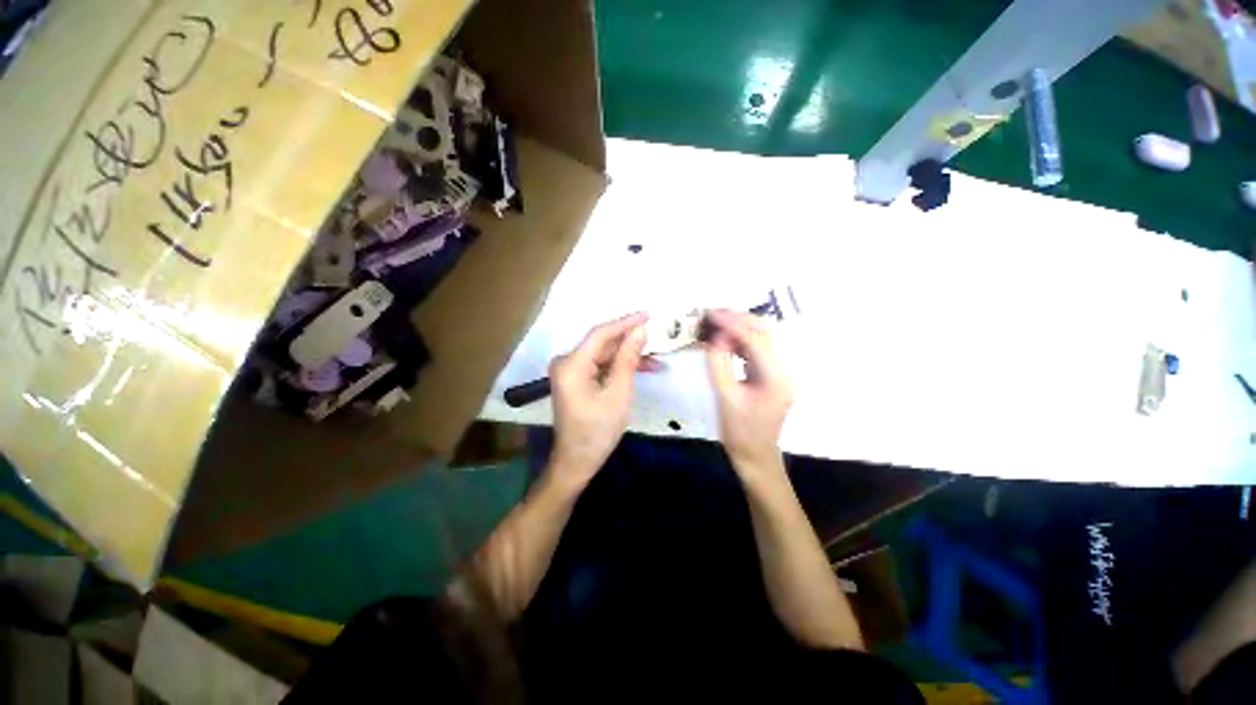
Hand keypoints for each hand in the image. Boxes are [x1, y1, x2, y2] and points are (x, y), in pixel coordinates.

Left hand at [549, 312, 652, 487]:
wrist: (577, 461)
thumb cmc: (598, 431)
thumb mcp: (618, 394)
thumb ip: (628, 359)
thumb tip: (640, 330)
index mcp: (571, 365)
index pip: (601, 334)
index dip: (625, 322)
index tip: (648, 314)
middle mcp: (566, 362)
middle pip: (602, 344)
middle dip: (629, 341)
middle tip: (656, 336)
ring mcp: (569, 371)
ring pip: (603, 355)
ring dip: (627, 356)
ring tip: (655, 358)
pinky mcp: (576, 379)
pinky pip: (600, 365)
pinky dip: (618, 367)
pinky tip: (640, 368)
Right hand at [704, 309, 793, 475]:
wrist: (755, 456)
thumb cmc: (739, 431)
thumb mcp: (724, 396)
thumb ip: (719, 363)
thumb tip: (715, 336)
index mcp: (776, 377)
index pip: (755, 340)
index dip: (732, 323)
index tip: (710, 314)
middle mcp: (783, 370)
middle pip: (764, 333)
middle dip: (738, 319)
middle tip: (712, 314)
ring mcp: (779, 372)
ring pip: (761, 339)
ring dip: (738, 328)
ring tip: (715, 322)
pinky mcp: (771, 376)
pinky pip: (756, 351)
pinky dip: (740, 341)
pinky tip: (723, 339)